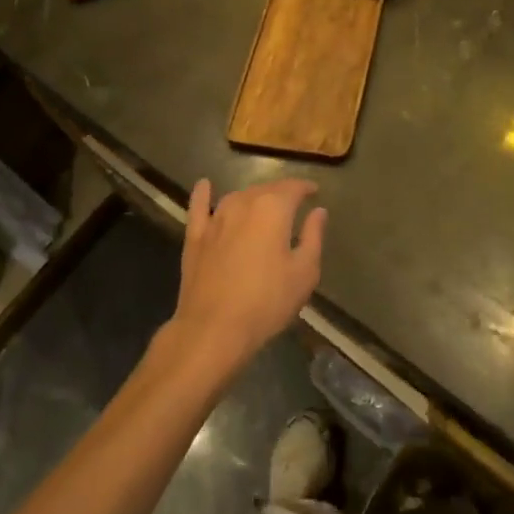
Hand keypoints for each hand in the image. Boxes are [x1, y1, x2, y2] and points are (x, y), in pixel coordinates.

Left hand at [173, 179, 325, 372]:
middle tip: (292, 203)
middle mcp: (243, 203)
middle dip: (281, 193)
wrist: (214, 328)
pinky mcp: (195, 236)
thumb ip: (313, 236)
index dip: (305, 187)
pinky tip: (204, 185)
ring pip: (237, 196)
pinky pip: (199, 207)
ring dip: (253, 197)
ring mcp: (216, 218)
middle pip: (265, 189)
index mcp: (273, 209)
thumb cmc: (267, 302)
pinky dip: (203, 194)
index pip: (293, 188)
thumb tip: (318, 211)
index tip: (314, 191)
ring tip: (263, 205)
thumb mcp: (304, 272)